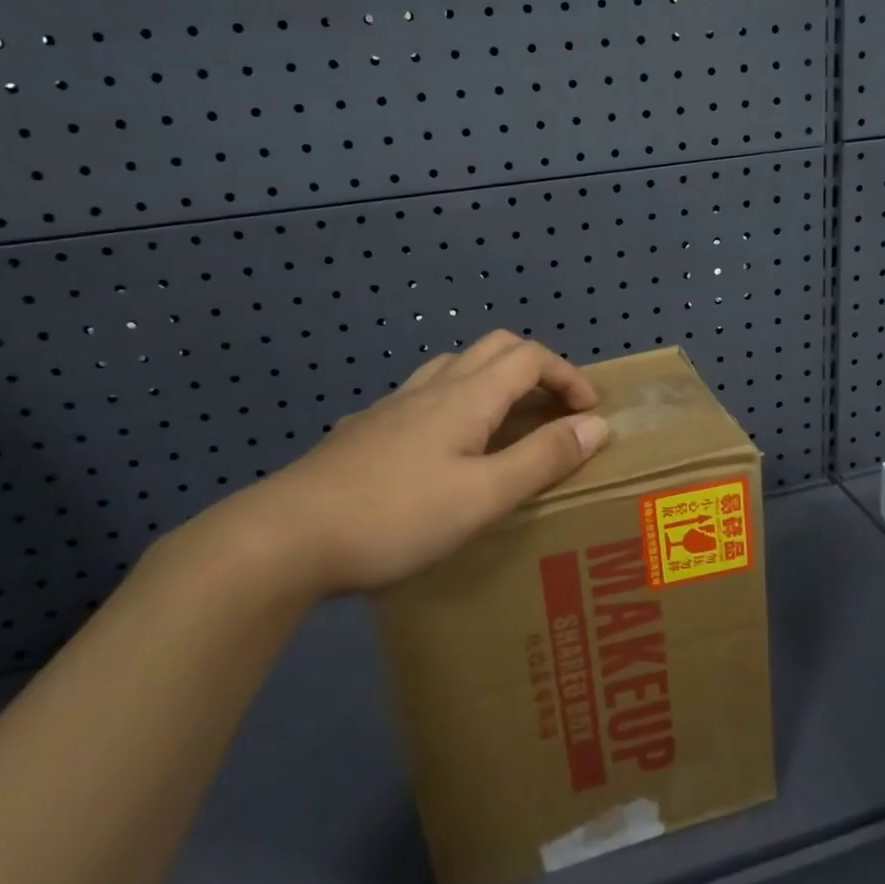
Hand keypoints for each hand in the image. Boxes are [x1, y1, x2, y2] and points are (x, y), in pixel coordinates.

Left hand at [208, 332, 610, 594]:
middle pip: (496, 348)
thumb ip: (543, 458)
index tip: (589, 413)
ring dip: (494, 379)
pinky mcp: (367, 428)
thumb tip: (597, 424)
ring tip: (507, 421)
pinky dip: (456, 401)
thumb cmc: (397, 516)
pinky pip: (425, 394)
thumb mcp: (484, 496)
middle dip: (536, 369)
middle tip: (554, 410)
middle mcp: (433, 387)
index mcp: (467, 395)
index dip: (568, 376)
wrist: (287, 535)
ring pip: (456, 366)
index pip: (531, 357)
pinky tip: (445, 445)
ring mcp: (394, 405)